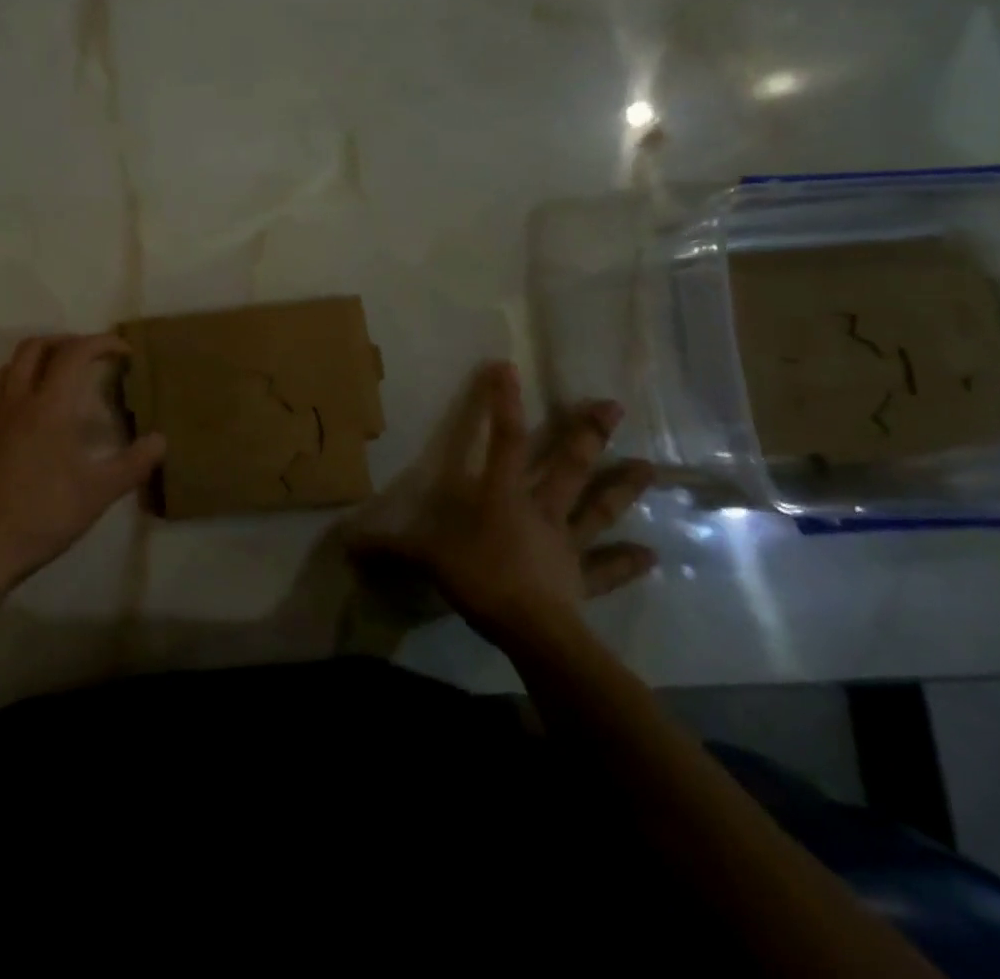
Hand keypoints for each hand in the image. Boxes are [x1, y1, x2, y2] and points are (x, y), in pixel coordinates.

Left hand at [0, 334, 165, 589]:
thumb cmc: (45, 514)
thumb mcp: (99, 492)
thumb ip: (133, 463)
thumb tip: (161, 440)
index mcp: (49, 407)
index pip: (74, 353)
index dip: (101, 343)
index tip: (123, 351)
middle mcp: (17, 401)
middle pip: (35, 346)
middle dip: (67, 341)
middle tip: (91, 356)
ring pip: (13, 365)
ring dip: (40, 358)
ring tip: (64, 376)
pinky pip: (0, 390)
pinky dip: (22, 382)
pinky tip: (36, 413)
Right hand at [352, 361, 655, 646]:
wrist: (532, 631)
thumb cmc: (480, 580)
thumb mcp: (426, 559)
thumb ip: (390, 548)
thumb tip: (347, 544)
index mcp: (501, 496)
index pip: (503, 440)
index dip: (503, 403)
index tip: (507, 368)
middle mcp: (540, 510)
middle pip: (567, 465)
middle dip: (587, 433)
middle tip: (614, 405)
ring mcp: (566, 543)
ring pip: (598, 508)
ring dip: (622, 488)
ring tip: (649, 466)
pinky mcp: (582, 578)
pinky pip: (607, 568)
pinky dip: (628, 562)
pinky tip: (653, 555)